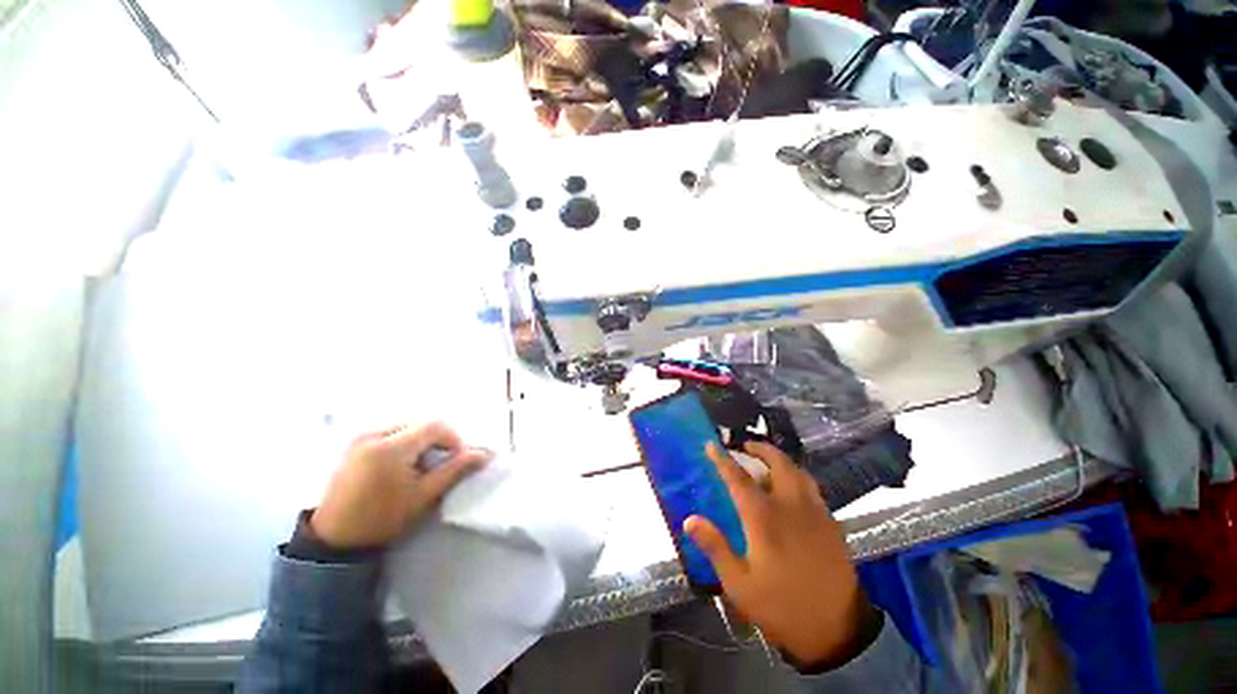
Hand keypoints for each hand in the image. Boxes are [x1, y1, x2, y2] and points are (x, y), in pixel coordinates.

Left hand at [310, 422, 489, 548]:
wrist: (334, 539)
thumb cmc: (382, 518)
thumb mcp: (423, 496)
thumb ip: (455, 470)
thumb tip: (484, 454)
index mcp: (391, 447)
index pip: (435, 426)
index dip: (453, 439)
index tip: (457, 460)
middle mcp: (374, 434)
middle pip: (421, 423)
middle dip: (438, 439)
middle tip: (440, 463)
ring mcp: (361, 437)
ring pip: (407, 426)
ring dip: (422, 439)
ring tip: (421, 464)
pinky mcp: (354, 443)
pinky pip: (390, 431)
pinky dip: (405, 441)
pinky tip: (402, 463)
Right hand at [684, 442, 873, 668]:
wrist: (838, 631)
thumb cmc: (782, 606)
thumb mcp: (739, 584)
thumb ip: (715, 547)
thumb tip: (689, 519)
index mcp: (765, 518)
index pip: (738, 478)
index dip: (722, 459)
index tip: (711, 445)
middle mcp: (791, 506)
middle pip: (777, 463)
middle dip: (760, 449)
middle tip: (745, 447)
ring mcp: (815, 512)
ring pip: (798, 471)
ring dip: (780, 460)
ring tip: (766, 462)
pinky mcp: (831, 523)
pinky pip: (811, 487)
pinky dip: (796, 476)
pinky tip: (791, 488)